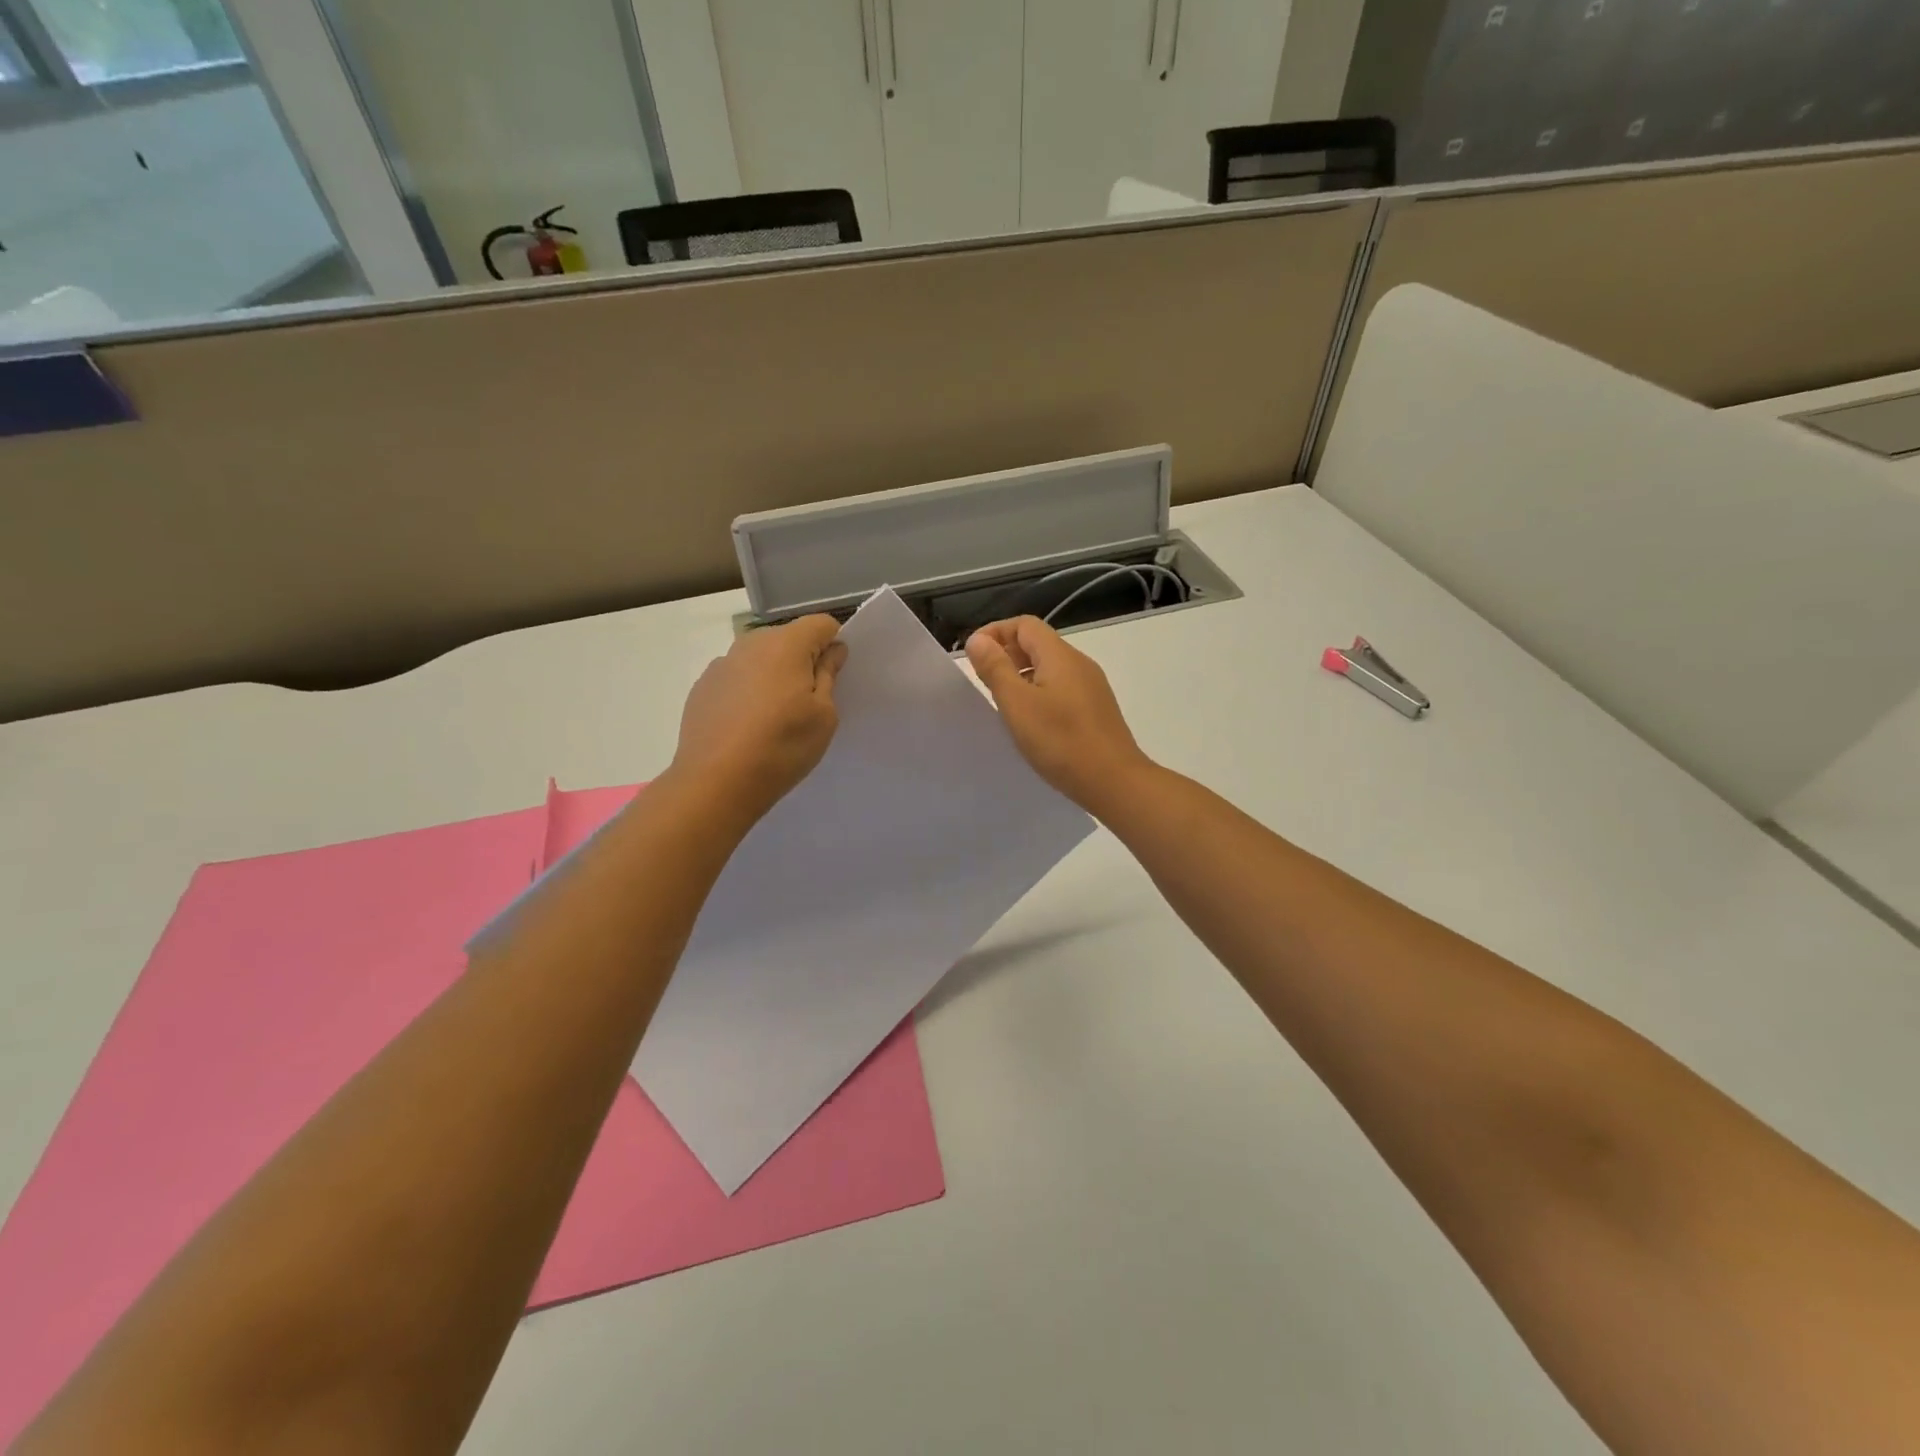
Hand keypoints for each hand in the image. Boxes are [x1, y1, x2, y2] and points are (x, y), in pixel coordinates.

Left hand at [671, 615, 847, 823]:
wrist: (716, 782)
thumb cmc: (782, 747)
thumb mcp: (824, 716)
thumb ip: (829, 674)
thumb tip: (831, 650)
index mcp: (785, 644)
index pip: (821, 623)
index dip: (833, 645)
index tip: (834, 677)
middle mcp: (750, 644)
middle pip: (788, 638)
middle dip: (802, 660)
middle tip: (807, 703)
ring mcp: (721, 665)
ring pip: (759, 659)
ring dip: (773, 676)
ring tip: (773, 718)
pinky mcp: (702, 688)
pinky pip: (736, 679)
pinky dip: (747, 692)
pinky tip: (746, 727)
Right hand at [966, 616, 1155, 815]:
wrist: (1115, 782)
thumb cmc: (1061, 741)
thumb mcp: (1018, 704)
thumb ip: (996, 668)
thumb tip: (978, 639)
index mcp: (1060, 656)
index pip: (1024, 624)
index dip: (995, 632)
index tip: (973, 656)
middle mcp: (1079, 664)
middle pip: (1038, 643)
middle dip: (1007, 654)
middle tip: (983, 681)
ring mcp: (1091, 687)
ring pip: (1050, 668)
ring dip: (1022, 676)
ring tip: (1002, 702)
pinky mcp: (1096, 710)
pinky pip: (1061, 689)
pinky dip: (1039, 693)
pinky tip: (1030, 721)